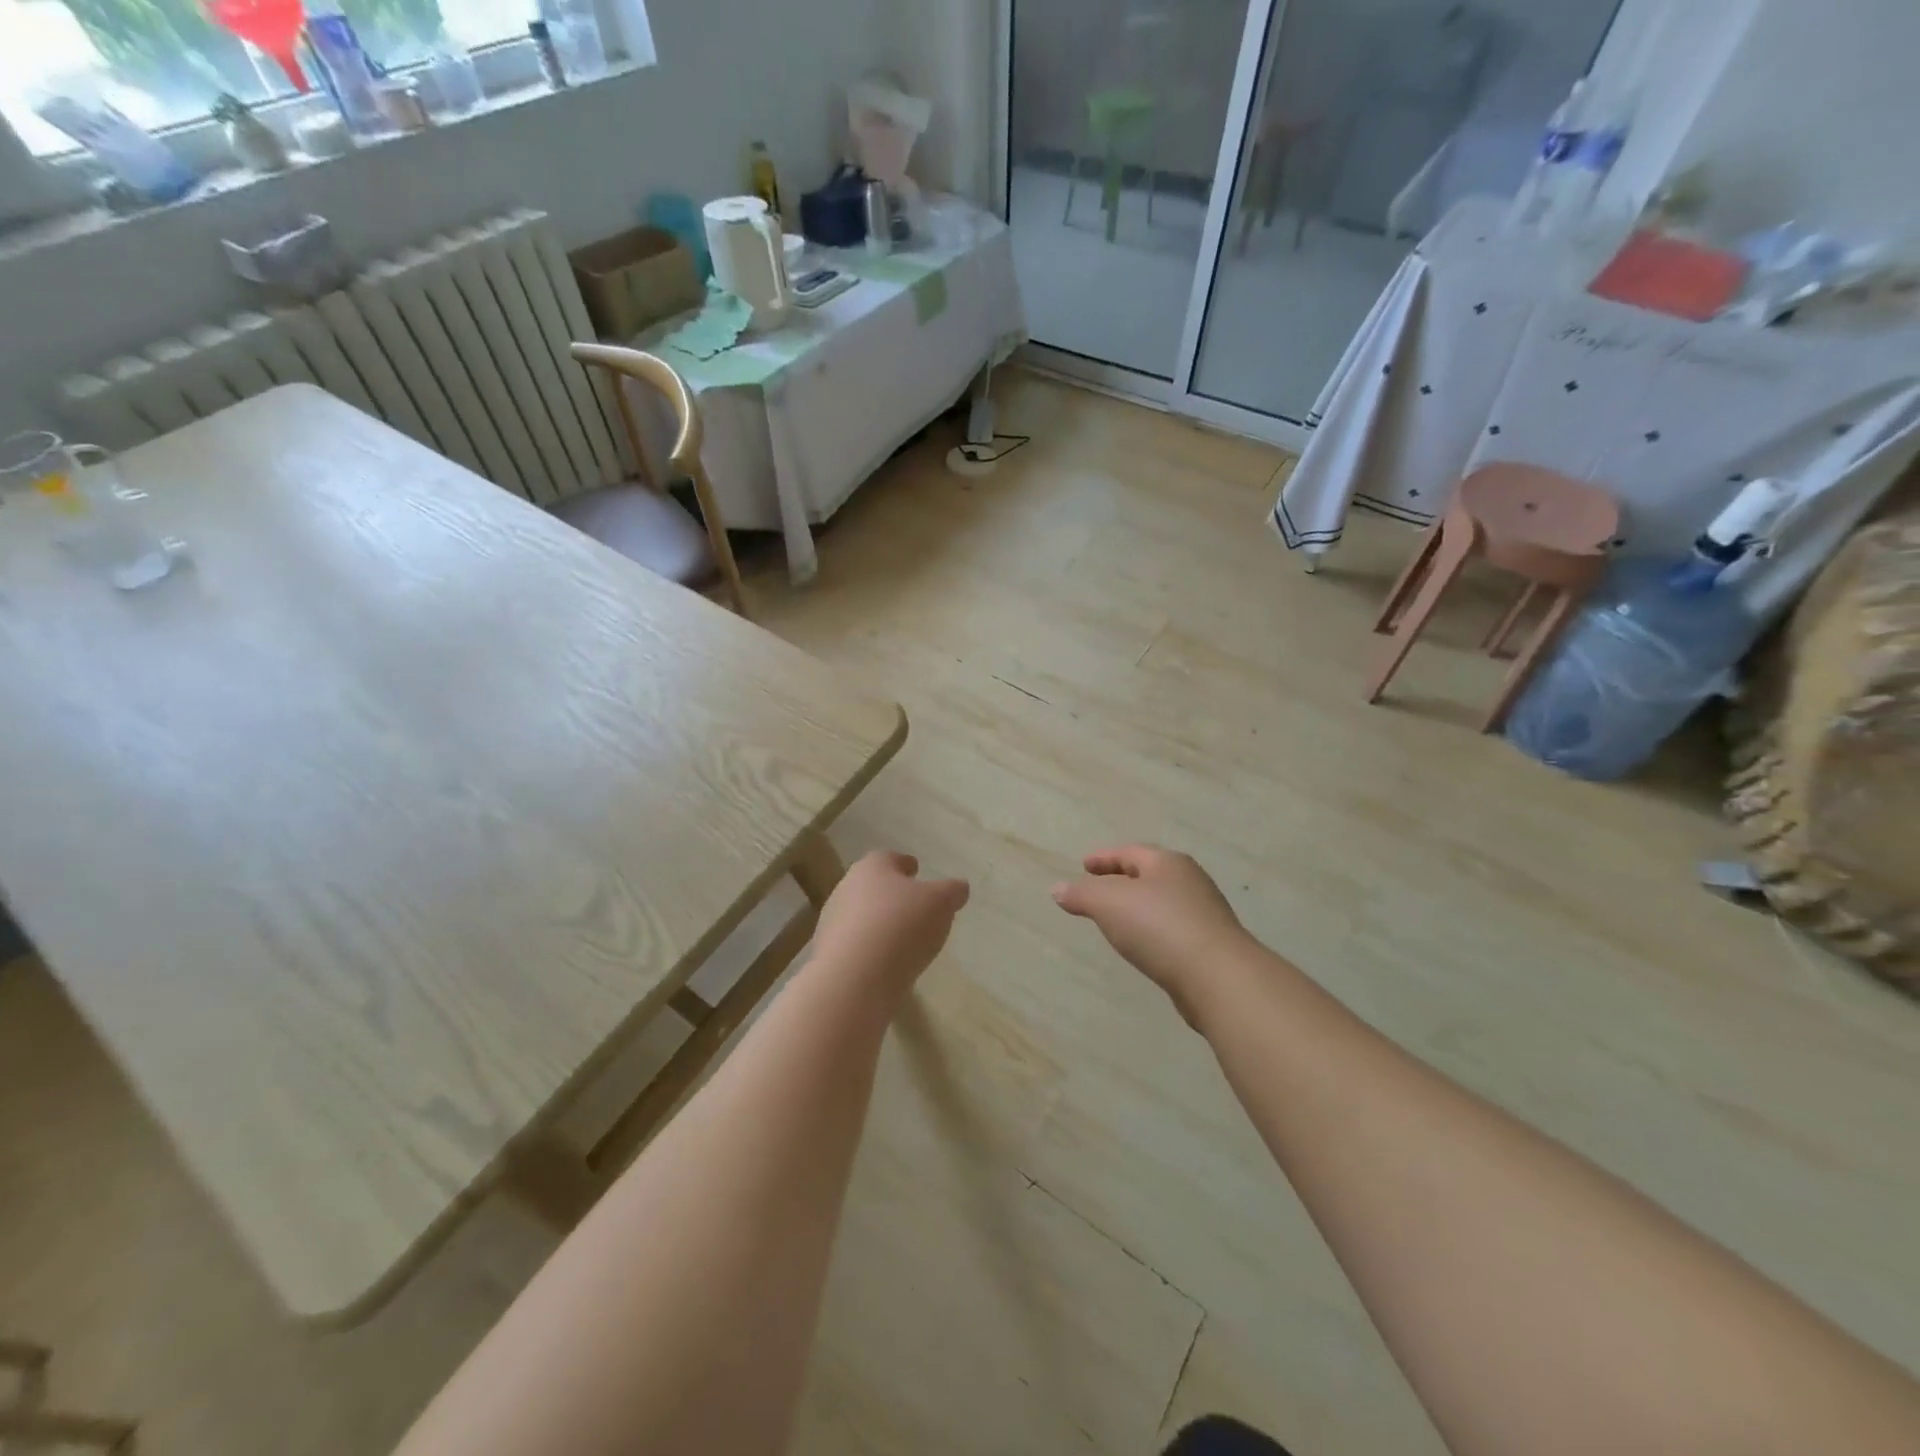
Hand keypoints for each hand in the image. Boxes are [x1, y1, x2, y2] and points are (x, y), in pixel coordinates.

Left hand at [810, 850, 969, 999]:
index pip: (889, 858)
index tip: (916, 871)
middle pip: (872, 886)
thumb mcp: (941, 903)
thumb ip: (952, 891)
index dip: (905, 864)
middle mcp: (846, 888)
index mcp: (872, 867)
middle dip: (891, 895)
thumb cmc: (901, 925)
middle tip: (913, 906)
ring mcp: (833, 922)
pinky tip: (887, 963)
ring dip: (879, 924)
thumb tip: (959, 887)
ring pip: (861, 916)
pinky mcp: (828, 955)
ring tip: (903, 940)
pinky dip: (870, 950)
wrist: (855, 977)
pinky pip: (856, 946)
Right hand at [1052, 845, 1252, 1023]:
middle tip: (1097, 888)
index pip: (1129, 852)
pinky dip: (1152, 929)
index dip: (1104, 857)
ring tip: (1116, 918)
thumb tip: (1057, 889)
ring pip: (1162, 901)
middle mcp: (1189, 881)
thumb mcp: (1109, 904)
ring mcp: (1204, 913)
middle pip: (1148, 873)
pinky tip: (1143, 945)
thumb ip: (1081, 894)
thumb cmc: (1159, 927)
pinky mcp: (1210, 945)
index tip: (1084, 865)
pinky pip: (1172, 928)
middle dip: (1122, 879)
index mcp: (1167, 863)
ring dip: (1138, 906)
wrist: (1218, 977)